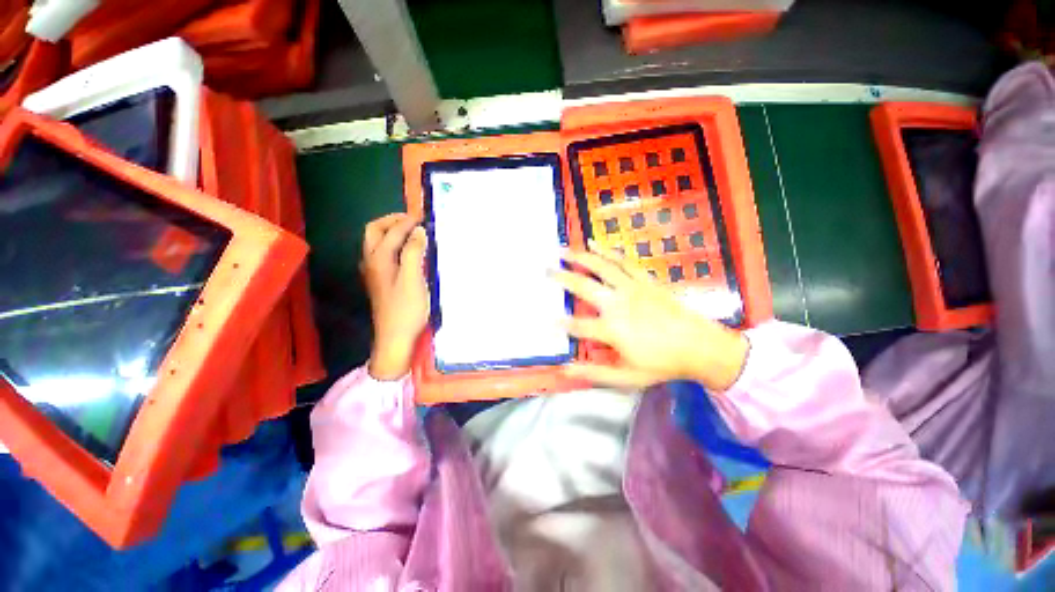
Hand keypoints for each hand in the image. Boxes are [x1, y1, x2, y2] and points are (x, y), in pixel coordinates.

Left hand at [361, 213, 429, 380]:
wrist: (395, 337)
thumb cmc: (406, 308)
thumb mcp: (413, 278)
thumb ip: (413, 252)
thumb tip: (419, 231)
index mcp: (379, 259)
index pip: (391, 232)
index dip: (407, 222)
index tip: (423, 216)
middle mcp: (371, 261)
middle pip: (374, 231)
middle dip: (391, 221)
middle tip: (412, 220)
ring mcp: (373, 272)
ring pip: (376, 242)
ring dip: (390, 231)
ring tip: (411, 232)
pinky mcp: (379, 281)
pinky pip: (381, 253)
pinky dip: (392, 244)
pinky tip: (405, 252)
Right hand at [552, 243, 749, 390]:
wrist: (700, 347)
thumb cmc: (662, 364)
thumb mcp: (627, 378)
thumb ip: (595, 373)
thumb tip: (565, 369)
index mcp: (612, 329)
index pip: (577, 325)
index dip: (559, 323)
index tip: (545, 318)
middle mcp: (617, 304)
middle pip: (583, 286)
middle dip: (561, 277)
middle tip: (545, 269)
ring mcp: (631, 288)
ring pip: (600, 267)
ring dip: (579, 257)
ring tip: (562, 250)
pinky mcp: (644, 280)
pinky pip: (623, 261)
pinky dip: (607, 251)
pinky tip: (594, 243)